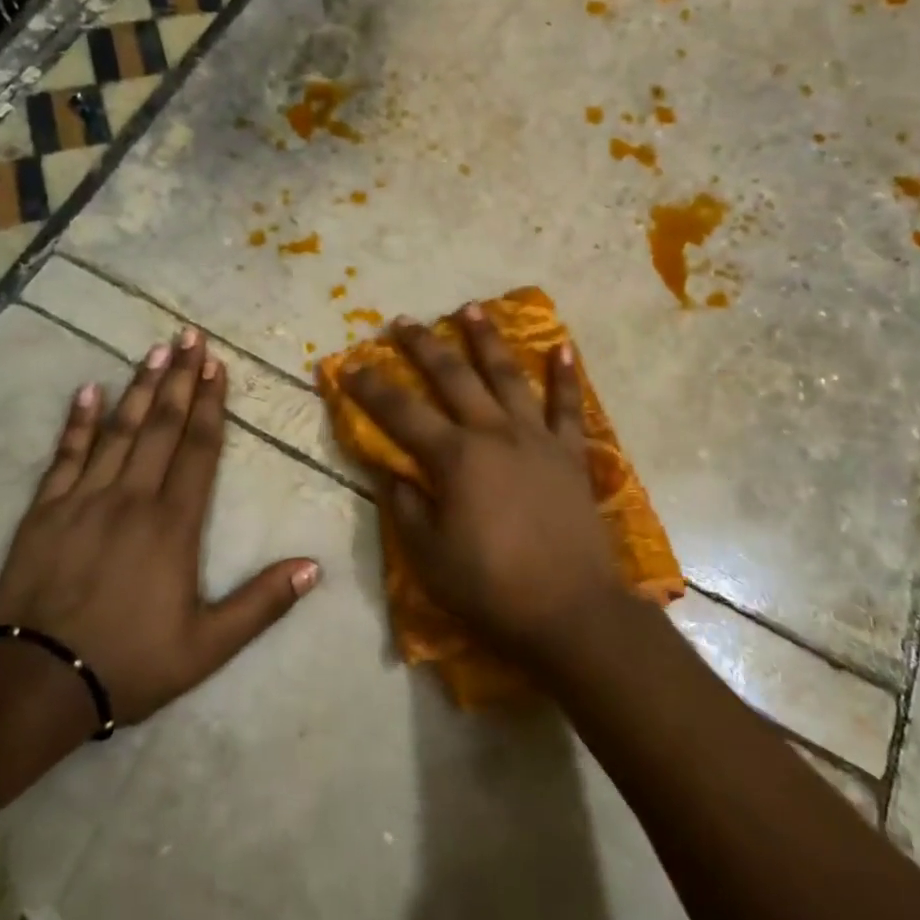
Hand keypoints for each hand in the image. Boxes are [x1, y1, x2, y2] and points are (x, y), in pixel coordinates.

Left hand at [0, 329, 322, 726]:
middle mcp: (132, 498)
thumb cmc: (131, 662)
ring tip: (155, 350)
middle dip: (179, 378)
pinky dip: (78, 421)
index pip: (198, 448)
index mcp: (174, 524)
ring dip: (139, 387)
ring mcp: (84, 499)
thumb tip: (314, 567)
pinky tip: (88, 390)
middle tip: (190, 336)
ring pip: (118, 430)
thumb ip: (262, 603)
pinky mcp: (45, 511)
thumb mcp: (208, 646)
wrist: (36, 685)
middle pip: (161, 426)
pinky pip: (65, 455)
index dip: (211, 404)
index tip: (217, 365)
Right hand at [339, 305, 618, 662]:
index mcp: (454, 457)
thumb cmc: (491, 587)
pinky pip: (567, 406)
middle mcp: (493, 433)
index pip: (400, 413)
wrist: (571, 611)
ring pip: (507, 376)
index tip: (349, 365)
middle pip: (453, 377)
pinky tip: (562, 346)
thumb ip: (406, 507)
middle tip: (403, 321)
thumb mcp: (429, 556)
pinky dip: (565, 376)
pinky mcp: (568, 453)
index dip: (371, 388)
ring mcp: (536, 438)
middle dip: (423, 346)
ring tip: (470, 308)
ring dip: (486, 339)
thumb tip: (390, 471)